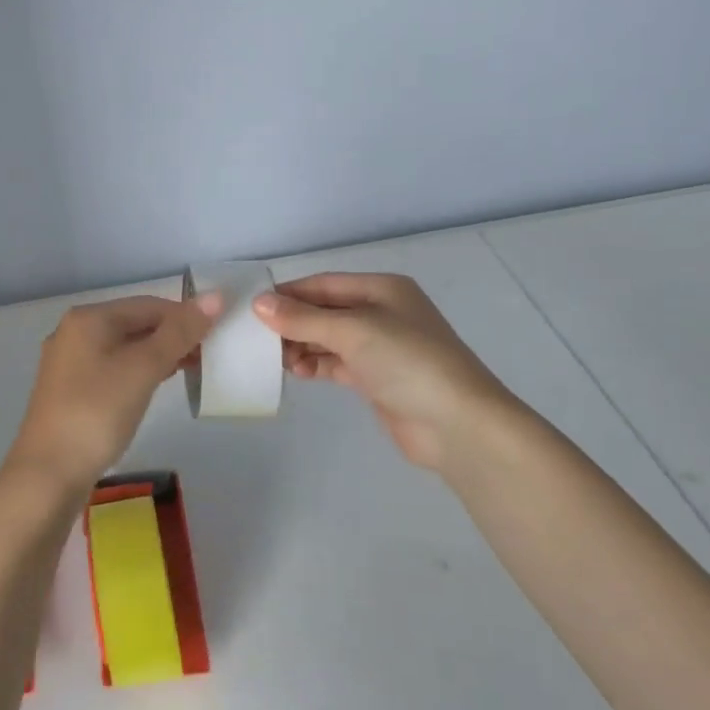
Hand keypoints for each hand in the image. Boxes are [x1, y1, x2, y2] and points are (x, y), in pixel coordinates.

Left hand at [4, 293, 221, 494]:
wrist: (48, 474)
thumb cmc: (98, 412)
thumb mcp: (143, 369)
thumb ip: (179, 333)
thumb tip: (215, 296)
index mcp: (88, 318)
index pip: (148, 305)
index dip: (185, 316)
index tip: (216, 338)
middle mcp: (74, 332)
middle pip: (134, 323)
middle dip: (171, 336)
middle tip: (207, 357)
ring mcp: (69, 363)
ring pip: (124, 347)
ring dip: (157, 355)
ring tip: (190, 371)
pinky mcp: (70, 391)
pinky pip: (112, 369)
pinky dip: (137, 372)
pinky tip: (154, 387)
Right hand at [254, 273, 522, 471]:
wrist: (458, 426)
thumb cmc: (408, 362)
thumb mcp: (353, 331)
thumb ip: (303, 317)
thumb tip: (259, 303)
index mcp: (382, 289)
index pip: (323, 283)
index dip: (288, 293)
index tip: (252, 307)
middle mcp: (381, 312)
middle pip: (324, 310)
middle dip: (291, 321)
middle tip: (256, 337)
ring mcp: (380, 347)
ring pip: (327, 338)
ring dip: (300, 344)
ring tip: (274, 359)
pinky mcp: (376, 378)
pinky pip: (335, 363)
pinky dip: (314, 364)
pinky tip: (295, 371)